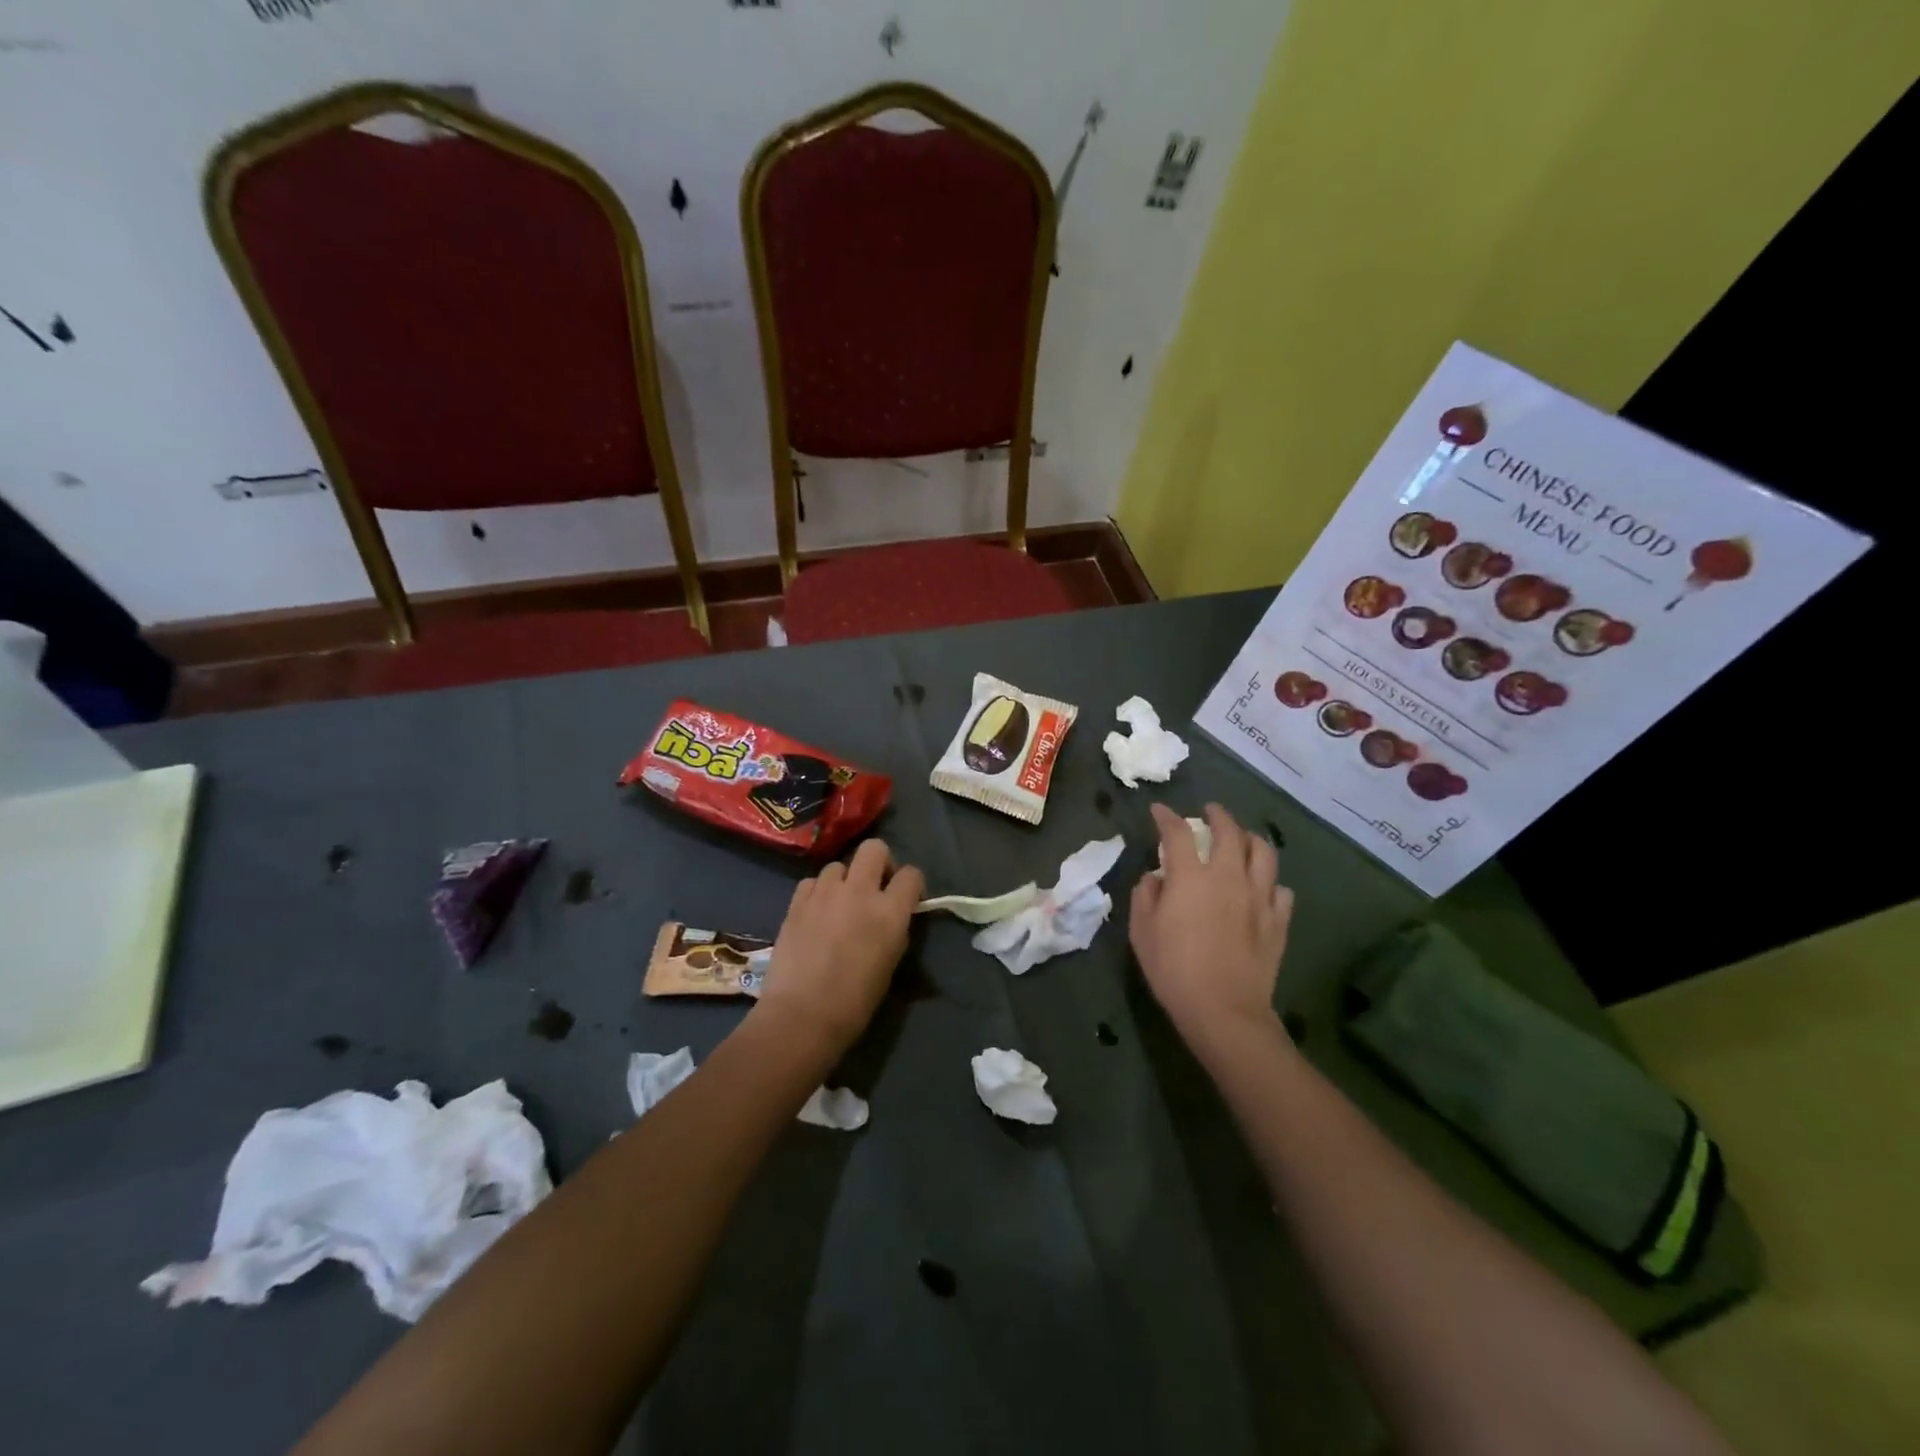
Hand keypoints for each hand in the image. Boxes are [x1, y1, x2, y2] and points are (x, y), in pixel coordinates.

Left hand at [754, 839, 924, 1058]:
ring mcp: (825, 893)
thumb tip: (893, 917)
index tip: (907, 898)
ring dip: (844, 880)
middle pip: (874, 848)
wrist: (802, 1016)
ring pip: (839, 865)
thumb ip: (895, 930)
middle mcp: (859, 892)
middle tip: (875, 887)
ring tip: (839, 904)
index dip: (912, 884)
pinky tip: (816, 912)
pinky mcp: (796, 902)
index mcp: (890, 912)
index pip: (911, 874)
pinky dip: (818, 892)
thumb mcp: (890, 964)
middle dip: (879, 862)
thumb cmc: (855, 1002)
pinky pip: (812, 882)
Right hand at [1130, 803, 1293, 1055]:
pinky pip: (1281, 890)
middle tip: (1210, 811)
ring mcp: (1258, 898)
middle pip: (1229, 832)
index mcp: (1191, 877)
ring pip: (1263, 853)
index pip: (1178, 833)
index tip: (1159, 810)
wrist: (1224, 1011)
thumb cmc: (1173, 970)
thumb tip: (1156, 878)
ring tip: (1243, 838)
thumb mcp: (1142, 933)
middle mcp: (1228, 877)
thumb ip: (1145, 896)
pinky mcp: (1277, 921)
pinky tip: (1263, 887)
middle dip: (1218, 816)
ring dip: (1251, 839)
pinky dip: (1271, 882)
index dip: (1167, 817)